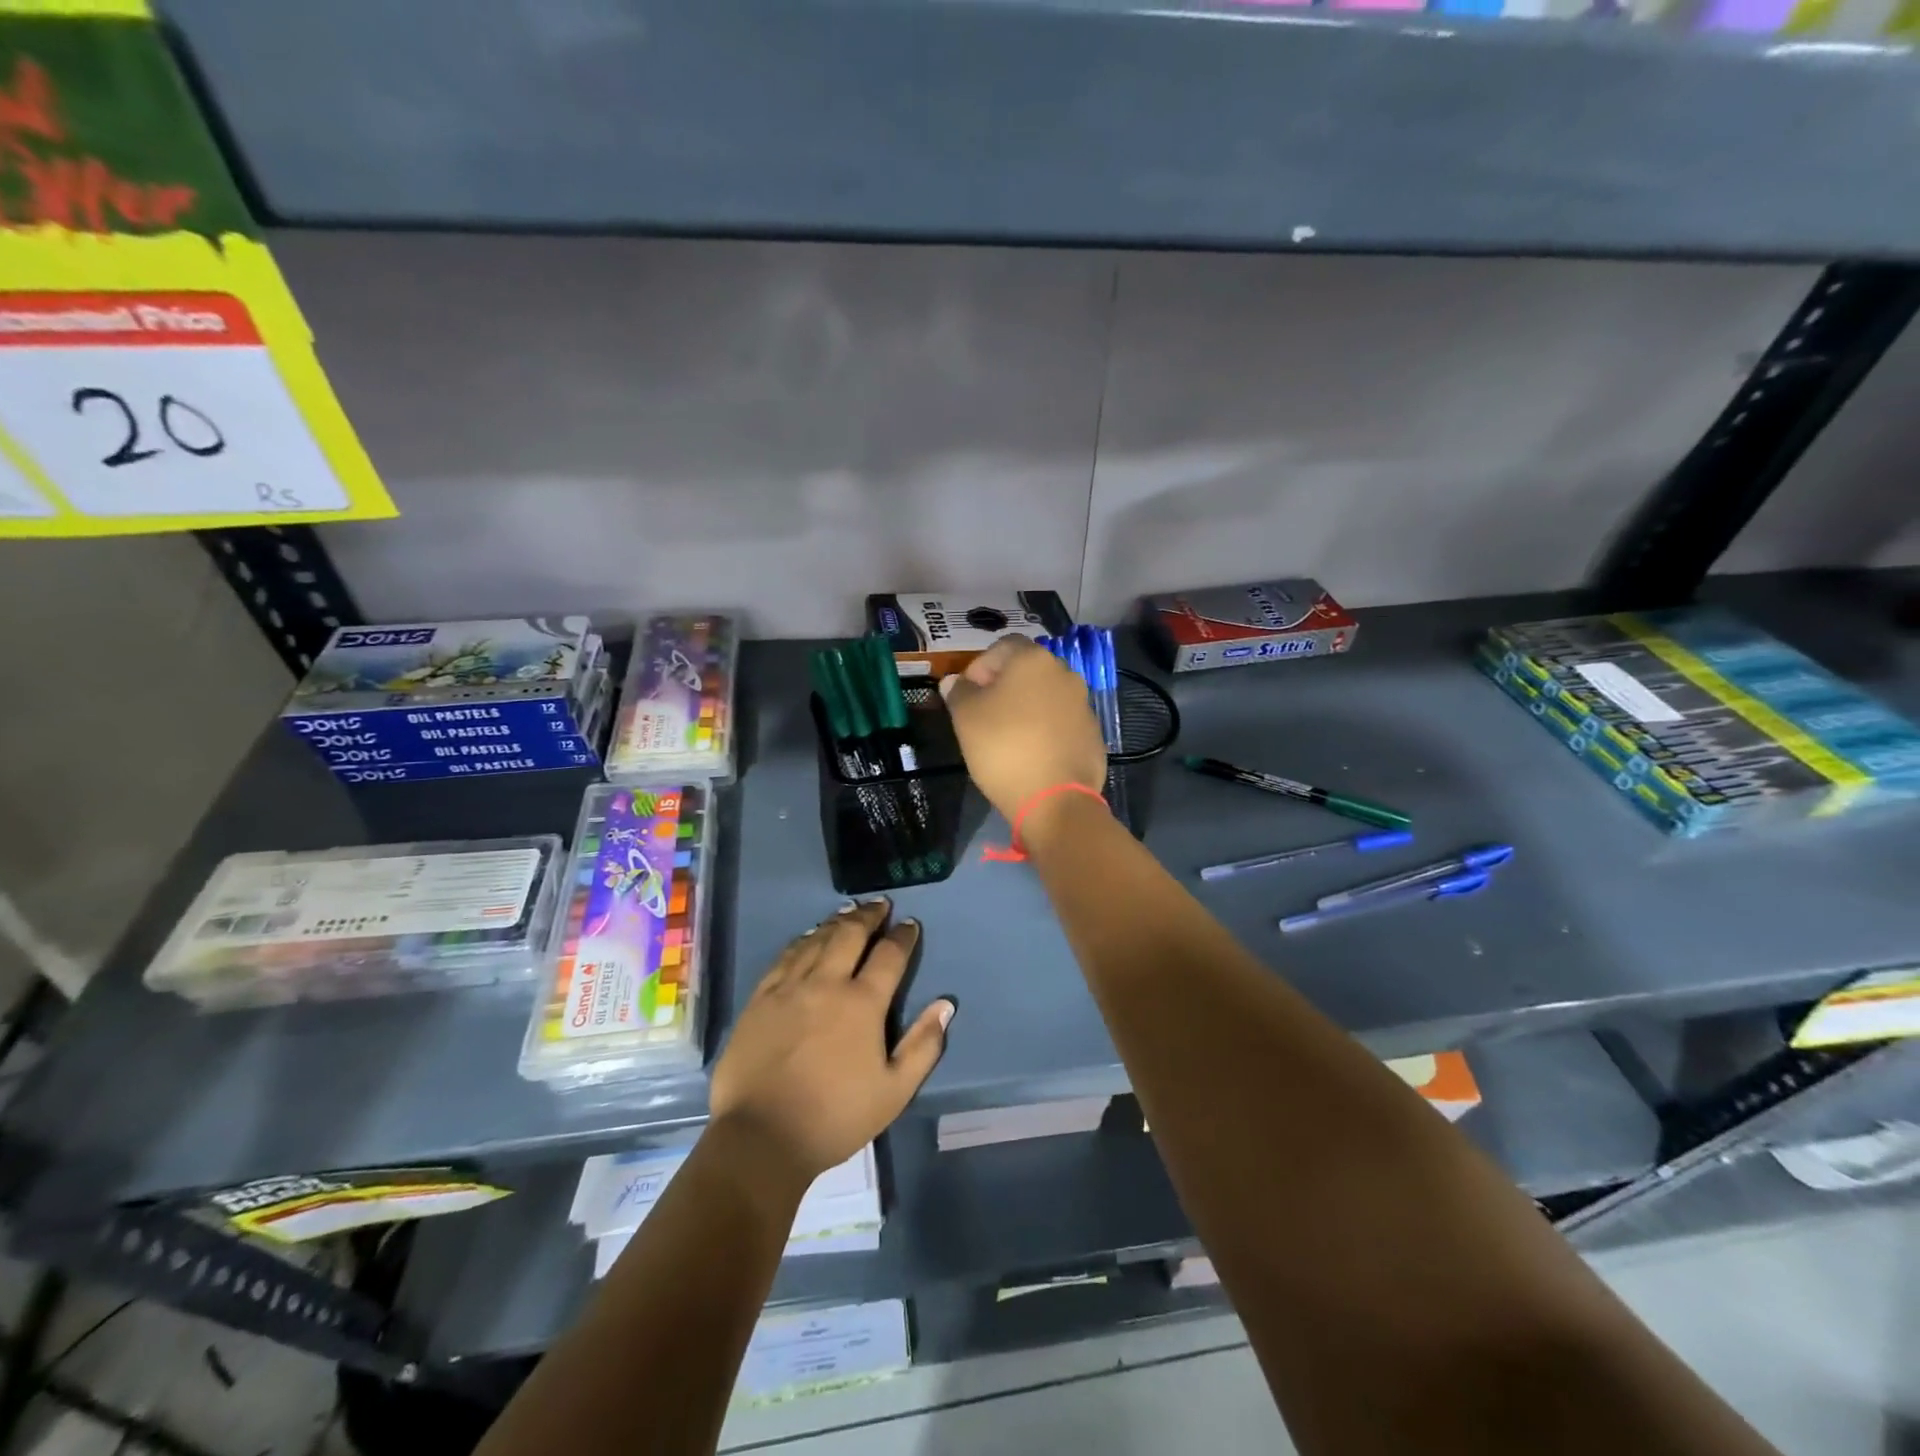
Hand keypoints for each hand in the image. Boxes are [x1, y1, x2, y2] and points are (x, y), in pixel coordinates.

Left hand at [709, 899, 952, 1182]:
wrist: (761, 1137)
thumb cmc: (835, 1117)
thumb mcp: (894, 1091)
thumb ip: (923, 1045)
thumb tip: (945, 1004)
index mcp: (862, 1003)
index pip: (889, 955)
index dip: (902, 936)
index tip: (909, 924)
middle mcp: (827, 983)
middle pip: (850, 934)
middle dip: (868, 915)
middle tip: (879, 905)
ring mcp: (789, 987)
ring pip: (816, 939)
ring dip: (836, 922)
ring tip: (848, 913)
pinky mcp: (761, 998)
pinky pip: (785, 956)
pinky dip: (801, 940)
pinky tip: (807, 937)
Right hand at [939, 636, 1107, 821]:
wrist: (1055, 800)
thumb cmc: (1004, 748)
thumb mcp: (965, 718)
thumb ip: (958, 692)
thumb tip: (954, 681)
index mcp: (1033, 660)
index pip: (1002, 646)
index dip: (980, 666)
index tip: (966, 694)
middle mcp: (1064, 673)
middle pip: (1026, 670)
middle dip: (1003, 686)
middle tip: (983, 715)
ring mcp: (1083, 704)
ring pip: (1046, 696)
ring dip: (1026, 708)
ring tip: (1007, 737)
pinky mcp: (1093, 733)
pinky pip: (1061, 722)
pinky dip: (1045, 730)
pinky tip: (1032, 754)